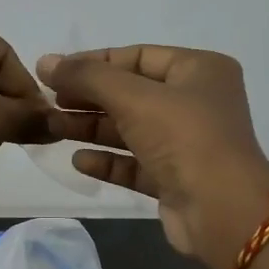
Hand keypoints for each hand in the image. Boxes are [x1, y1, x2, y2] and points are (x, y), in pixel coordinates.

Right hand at [38, 45, 268, 268]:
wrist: (223, 212)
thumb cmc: (184, 138)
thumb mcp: (133, 97)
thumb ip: (87, 77)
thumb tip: (45, 61)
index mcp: (200, 70)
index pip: (138, 56)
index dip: (94, 62)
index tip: (54, 71)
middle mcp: (196, 103)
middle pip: (131, 93)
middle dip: (88, 97)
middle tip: (47, 101)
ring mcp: (187, 143)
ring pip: (130, 129)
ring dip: (92, 128)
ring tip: (52, 128)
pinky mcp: (176, 179)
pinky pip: (135, 163)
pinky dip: (108, 160)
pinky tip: (79, 161)